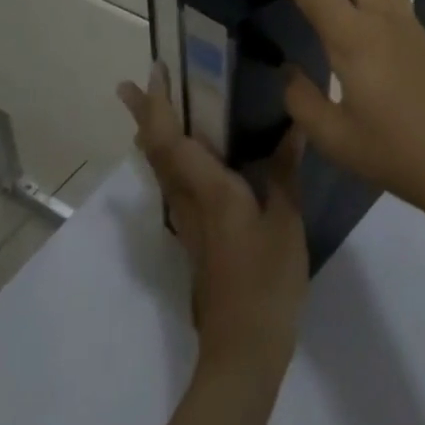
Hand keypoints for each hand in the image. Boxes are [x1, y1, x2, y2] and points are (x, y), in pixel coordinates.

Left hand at [118, 72, 307, 373]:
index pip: (173, 140)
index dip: (160, 105)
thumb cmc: (267, 282)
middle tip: (128, 85)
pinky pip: (175, 188)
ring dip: (152, 137)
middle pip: (156, 152)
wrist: (243, 352)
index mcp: (209, 192)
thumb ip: (285, 172)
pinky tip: (186, 162)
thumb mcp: (286, 222)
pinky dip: (170, 162)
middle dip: (142, 116)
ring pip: (161, 171)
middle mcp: (189, 203)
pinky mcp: (196, 241)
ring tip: (149, 112)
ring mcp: (189, 225)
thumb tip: (295, 125)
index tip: (155, 72)